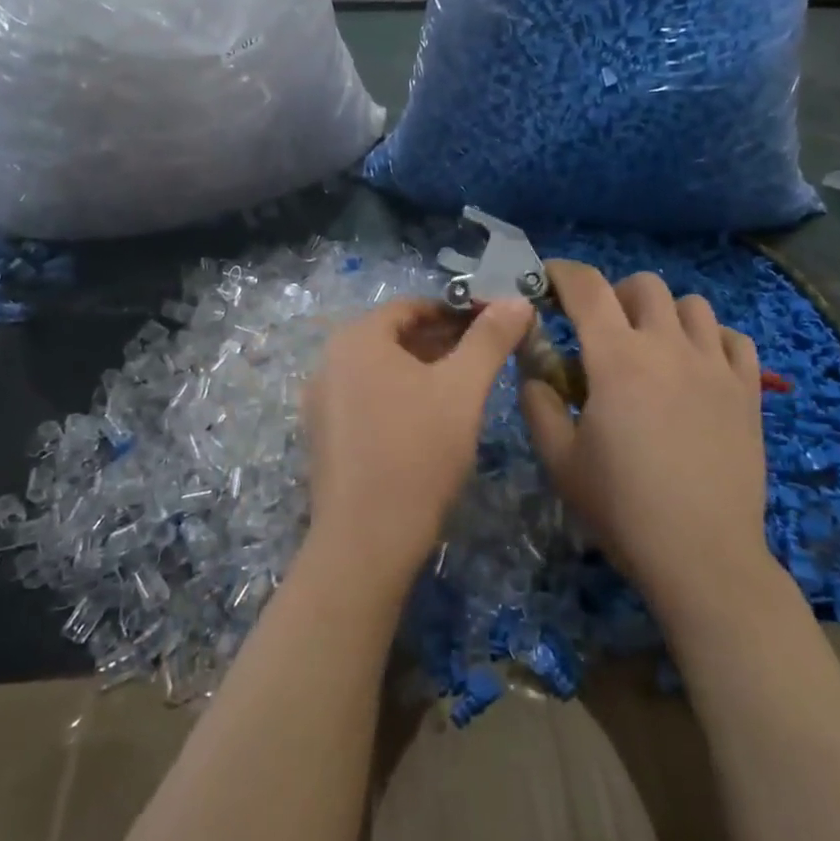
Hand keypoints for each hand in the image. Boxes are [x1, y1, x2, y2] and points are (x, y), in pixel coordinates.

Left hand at [303, 297, 532, 585]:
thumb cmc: (418, 451)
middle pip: (394, 336)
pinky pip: (367, 399)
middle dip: (442, 340)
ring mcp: (322, 401)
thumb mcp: (463, 389)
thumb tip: (517, 300)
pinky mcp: (324, 437)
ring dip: (423, 369)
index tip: (493, 324)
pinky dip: (400, 397)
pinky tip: (431, 421)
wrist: (366, 541)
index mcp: (356, 339)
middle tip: (486, 355)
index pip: (412, 306)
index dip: (456, 310)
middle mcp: (329, 361)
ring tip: (465, 387)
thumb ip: (491, 338)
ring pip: (381, 370)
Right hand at [519, 262, 779, 612]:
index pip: (587, 288)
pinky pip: (735, 339)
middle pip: (644, 285)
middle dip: (615, 294)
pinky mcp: (748, 392)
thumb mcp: (559, 460)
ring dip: (665, 314)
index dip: (562, 273)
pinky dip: (712, 339)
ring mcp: (715, 366)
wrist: (701, 555)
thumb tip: (534, 372)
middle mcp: (668, 348)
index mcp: (617, 359)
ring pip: (693, 304)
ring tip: (653, 347)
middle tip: (602, 329)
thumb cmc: (622, 508)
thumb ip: (538, 404)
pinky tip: (698, 366)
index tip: (547, 278)